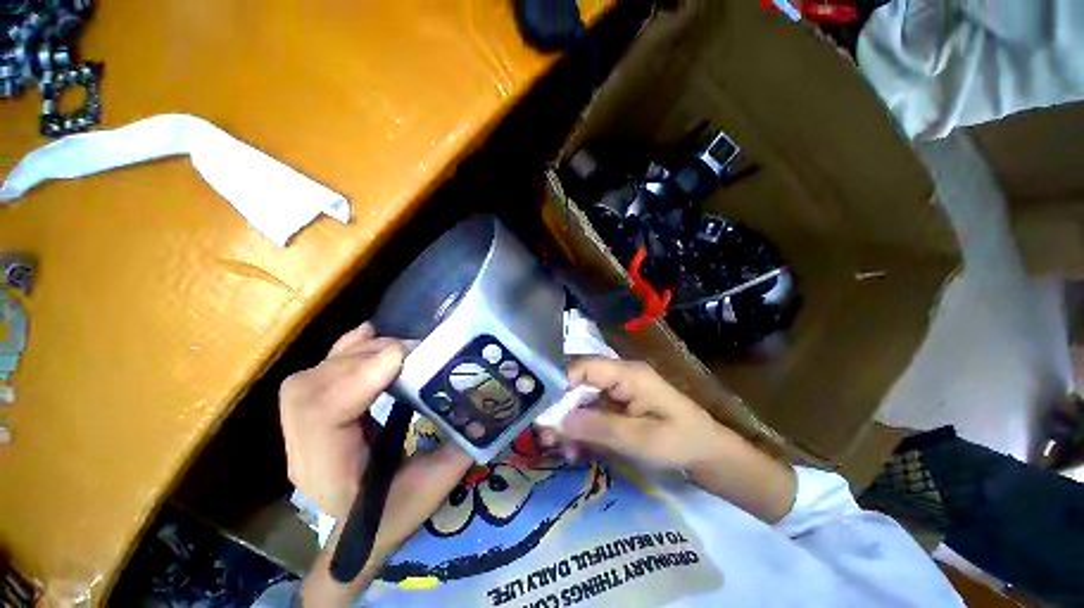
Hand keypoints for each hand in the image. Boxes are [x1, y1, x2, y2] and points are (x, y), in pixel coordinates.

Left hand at [278, 323, 472, 604]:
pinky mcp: (313, 415)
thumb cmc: (398, 512)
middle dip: (361, 360)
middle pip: (312, 390)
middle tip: (409, 350)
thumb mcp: (435, 484)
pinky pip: (316, 374)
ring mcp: (302, 432)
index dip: (357, 379)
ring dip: (356, 354)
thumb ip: (457, 444)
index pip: (322, 418)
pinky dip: (342, 350)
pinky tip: (368, 335)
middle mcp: (305, 451)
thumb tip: (480, 397)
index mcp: (331, 475)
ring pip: (312, 378)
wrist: (362, 532)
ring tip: (397, 348)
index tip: (401, 355)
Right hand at [556, 357, 795, 522]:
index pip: (583, 366)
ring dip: (568, 420)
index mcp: (626, 373)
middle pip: (578, 381)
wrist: (707, 453)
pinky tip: (575, 448)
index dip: (559, 381)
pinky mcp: (617, 404)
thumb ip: (599, 427)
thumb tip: (557, 420)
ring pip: (581, 397)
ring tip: (556, 446)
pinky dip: (581, 427)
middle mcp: (618, 375)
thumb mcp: (640, 439)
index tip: (540, 407)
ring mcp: (617, 389)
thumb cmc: (680, 441)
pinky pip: (591, 410)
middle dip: (559, 406)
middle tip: (543, 432)